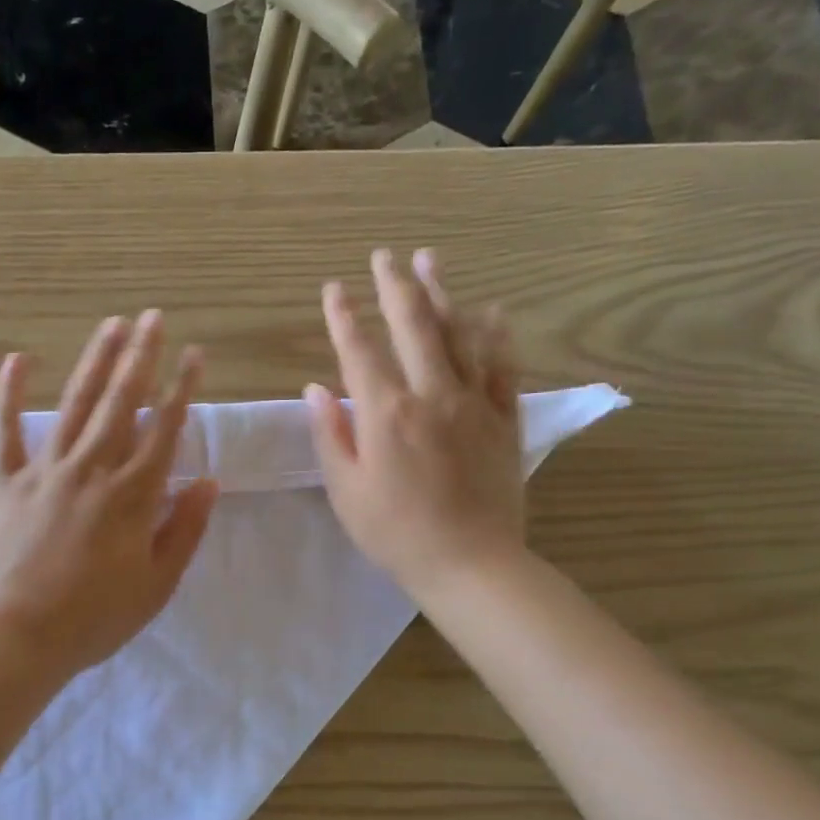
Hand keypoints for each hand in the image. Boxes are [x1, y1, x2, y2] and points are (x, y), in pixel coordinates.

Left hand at [0, 311, 219, 681]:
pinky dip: (9, 393)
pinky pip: (4, 429)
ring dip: (95, 362)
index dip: (182, 389)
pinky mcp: (2, 480)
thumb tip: (208, 481)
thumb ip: (185, 530)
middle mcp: (91, 469)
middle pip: (121, 403)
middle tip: (153, 317)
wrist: (16, 635)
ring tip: (111, 324)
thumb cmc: (93, 618)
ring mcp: (43, 470)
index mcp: (132, 495)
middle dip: (140, 357)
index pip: (165, 430)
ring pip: (75, 405)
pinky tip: (18, 358)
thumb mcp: (157, 585)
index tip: (194, 354)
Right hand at [305, 248, 523, 592]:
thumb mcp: (347, 491)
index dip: (343, 317)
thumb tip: (316, 389)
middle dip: (395, 286)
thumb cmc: (396, 533)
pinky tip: (491, 311)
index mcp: (386, 414)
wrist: (470, 564)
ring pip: (458, 334)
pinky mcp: (502, 418)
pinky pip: (501, 366)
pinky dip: (495, 335)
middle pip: (412, 326)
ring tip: (430, 260)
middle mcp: (431, 395)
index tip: (333, 289)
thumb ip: (331, 435)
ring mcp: (472, 403)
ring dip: (442, 294)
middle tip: (384, 256)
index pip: (359, 351)